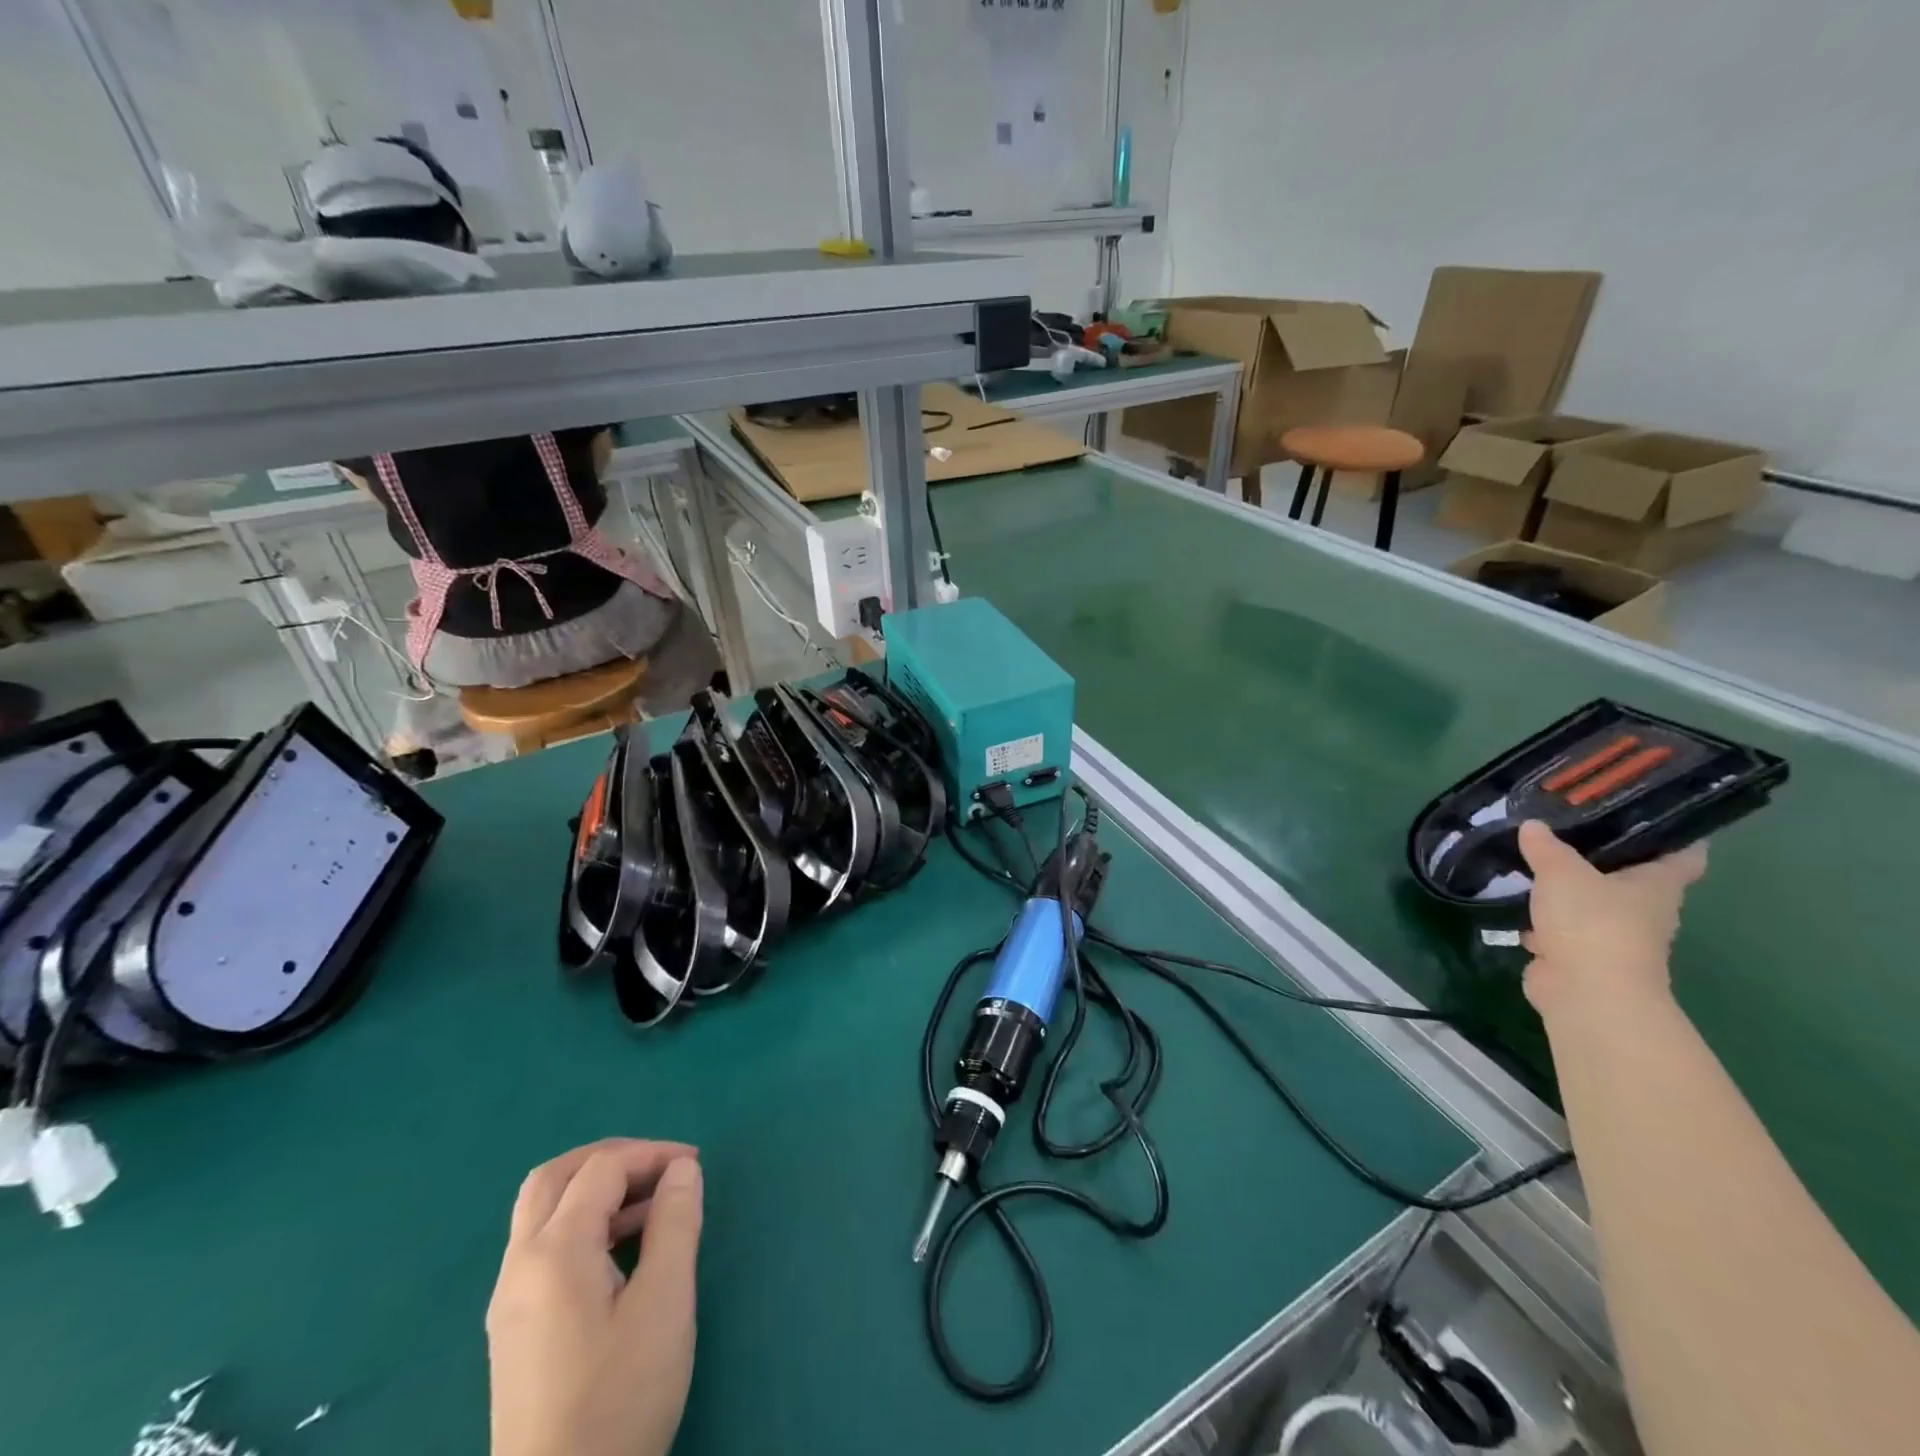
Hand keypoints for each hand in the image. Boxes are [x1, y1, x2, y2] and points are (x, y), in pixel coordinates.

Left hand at [487, 1139, 703, 1455]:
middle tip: (660, 1167)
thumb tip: (682, 1168)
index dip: (651, 1154)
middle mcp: (519, 1267)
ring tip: (653, 1207)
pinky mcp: (512, 1331)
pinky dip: (583, 1224)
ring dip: (596, 1190)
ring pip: (543, 1212)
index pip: (601, 1169)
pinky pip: (542, 1247)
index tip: (696, 1167)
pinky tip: (622, 1252)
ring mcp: (508, 1302)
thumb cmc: (619, 1400)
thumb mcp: (664, 1304)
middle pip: (554, 1177)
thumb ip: (675, 1223)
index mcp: (553, 1253)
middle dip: (611, 1158)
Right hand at [1517, 820, 1706, 1022]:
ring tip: (1530, 862)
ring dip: (1565, 889)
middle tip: (1565, 830)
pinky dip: (1540, 919)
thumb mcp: (1563, 873)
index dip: (1672, 833)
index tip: (1649, 813)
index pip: (1683, 854)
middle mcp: (1643, 910)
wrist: (1585, 991)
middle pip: (1629, 877)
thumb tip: (1532, 825)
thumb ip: (1546, 848)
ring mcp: (1611, 936)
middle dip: (1600, 858)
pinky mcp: (1578, 955)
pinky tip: (1514, 902)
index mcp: (1657, 886)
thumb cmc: (1592, 923)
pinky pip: (1560, 928)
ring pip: (1589, 903)